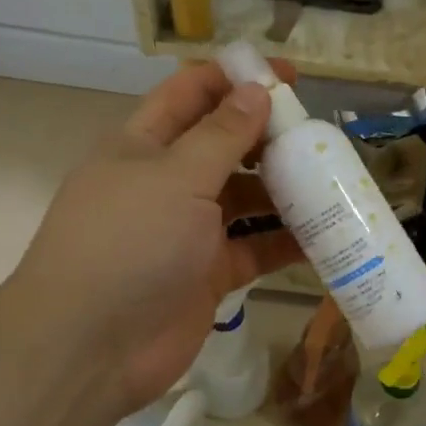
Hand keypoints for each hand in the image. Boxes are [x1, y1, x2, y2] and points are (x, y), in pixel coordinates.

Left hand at [8, 62, 303, 422]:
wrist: (91, 349)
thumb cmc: (129, 244)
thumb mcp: (177, 177)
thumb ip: (222, 135)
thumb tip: (257, 91)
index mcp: (144, 145)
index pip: (191, 94)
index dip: (236, 78)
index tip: (289, 76)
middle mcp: (167, 182)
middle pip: (225, 145)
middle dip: (269, 137)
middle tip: (320, 136)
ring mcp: (189, 231)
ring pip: (245, 198)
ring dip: (284, 190)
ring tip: (334, 182)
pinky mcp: (210, 273)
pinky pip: (256, 247)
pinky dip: (286, 241)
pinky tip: (327, 235)